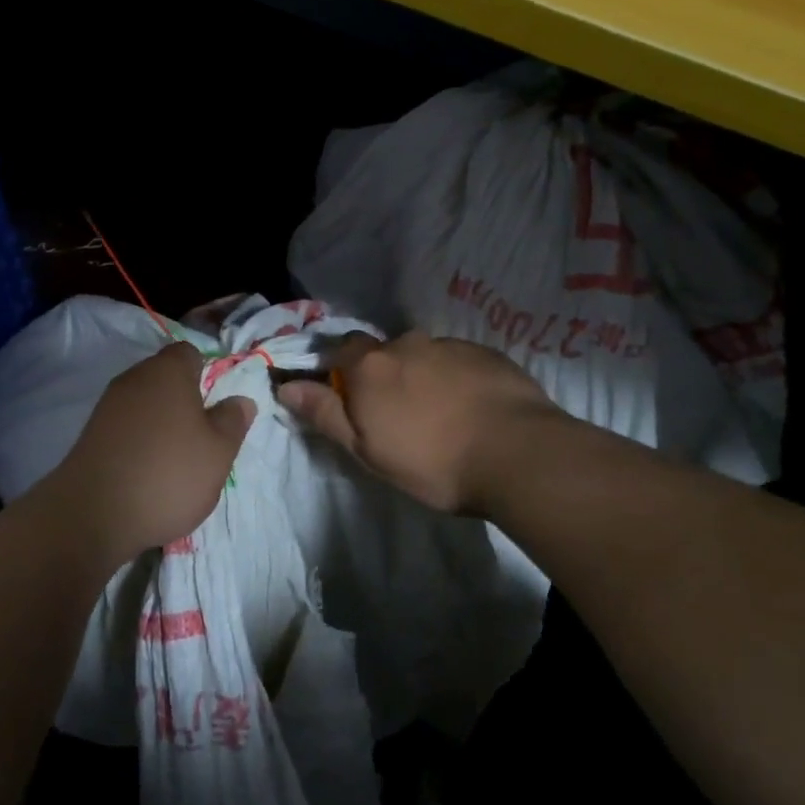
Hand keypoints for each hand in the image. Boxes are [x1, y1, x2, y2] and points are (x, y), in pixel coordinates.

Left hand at [42, 341, 255, 563]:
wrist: (93, 514)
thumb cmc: (169, 474)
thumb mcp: (219, 452)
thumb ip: (233, 421)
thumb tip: (240, 400)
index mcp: (167, 371)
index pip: (190, 353)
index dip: (207, 373)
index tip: (218, 405)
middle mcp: (134, 379)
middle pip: (166, 379)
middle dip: (185, 401)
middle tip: (204, 437)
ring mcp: (108, 406)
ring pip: (145, 405)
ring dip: (162, 424)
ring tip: (178, 461)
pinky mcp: (91, 435)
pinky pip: (126, 428)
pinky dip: (139, 442)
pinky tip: (149, 472)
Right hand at [277, 331, 562, 516]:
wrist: (519, 455)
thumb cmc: (431, 461)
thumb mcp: (366, 450)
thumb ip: (325, 413)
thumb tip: (285, 386)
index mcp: (371, 366)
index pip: (341, 349)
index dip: (339, 368)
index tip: (346, 395)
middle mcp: (407, 344)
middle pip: (384, 352)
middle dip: (384, 374)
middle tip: (397, 414)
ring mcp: (451, 345)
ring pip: (424, 356)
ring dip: (422, 376)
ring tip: (439, 414)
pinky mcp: (488, 354)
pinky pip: (459, 361)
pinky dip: (456, 379)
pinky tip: (471, 409)